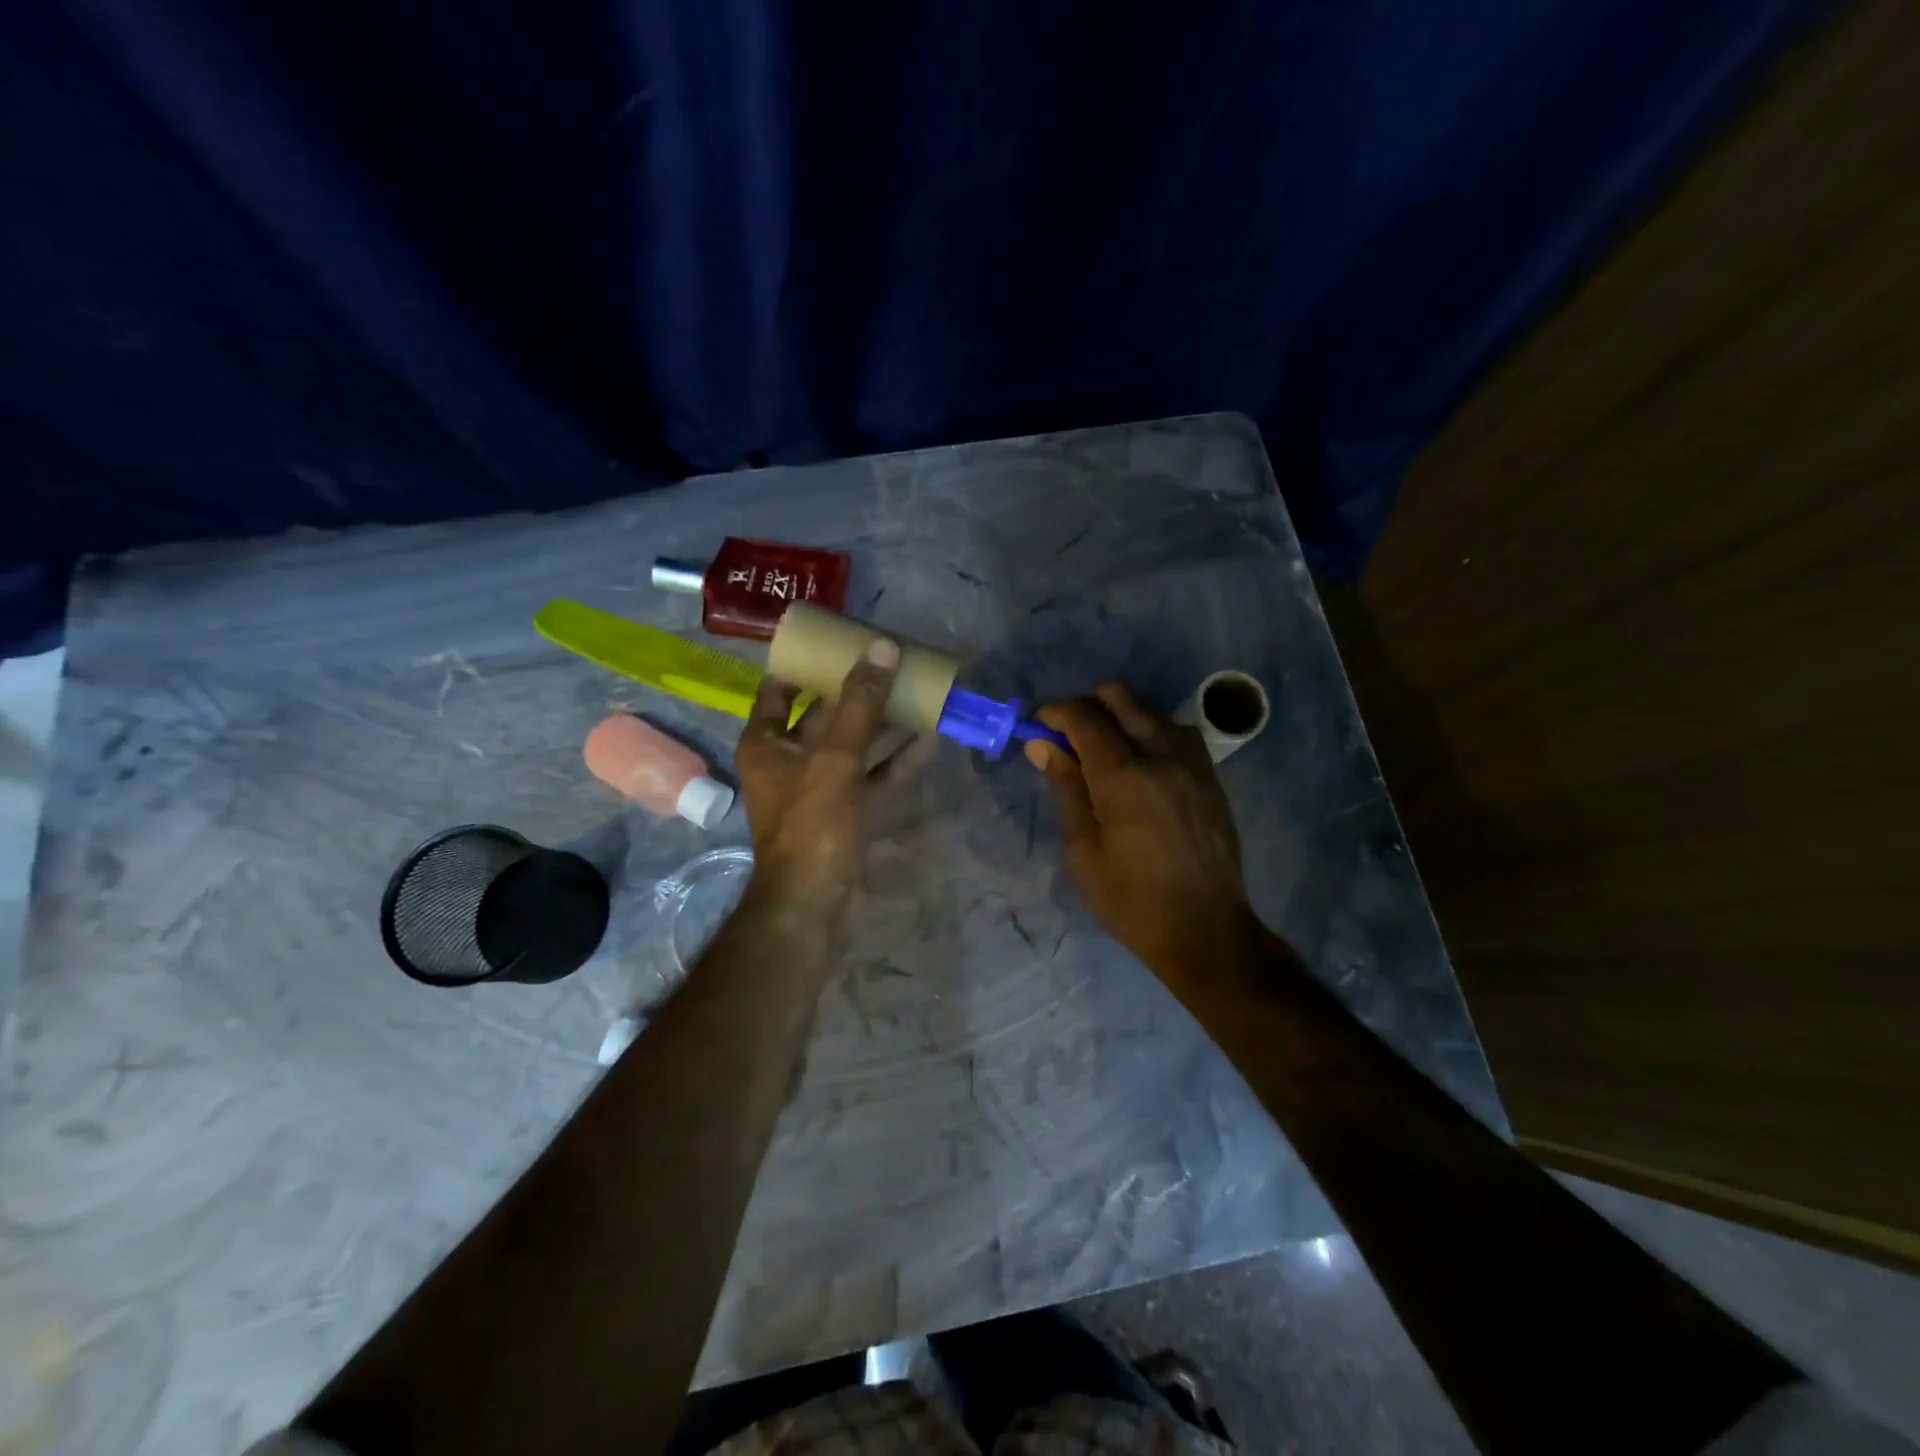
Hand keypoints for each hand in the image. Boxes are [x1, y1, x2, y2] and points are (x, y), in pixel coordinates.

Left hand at [735, 637, 906, 926]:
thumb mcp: (835, 758)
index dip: (804, 664)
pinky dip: (898, 761)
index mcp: (767, 743)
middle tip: (889, 660)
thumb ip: (861, 705)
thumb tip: (883, 648)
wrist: (814, 905)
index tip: (836, 641)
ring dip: (884, 724)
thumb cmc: (812, 824)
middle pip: (823, 715)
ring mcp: (821, 791)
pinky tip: (930, 738)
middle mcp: (790, 762)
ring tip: (917, 692)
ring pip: (855, 747)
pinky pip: (874, 778)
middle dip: (856, 691)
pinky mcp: (848, 815)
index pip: (778, 690)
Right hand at [1026, 683, 1258, 975]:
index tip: (1038, 724)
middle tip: (1069, 736)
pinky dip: (1151, 733)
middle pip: (1121, 697)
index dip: (1055, 712)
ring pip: (1151, 711)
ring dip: (1122, 717)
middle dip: (1088, 704)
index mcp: (1123, 776)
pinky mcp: (1211, 777)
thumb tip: (1042, 745)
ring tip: (1105, 753)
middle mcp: (1161, 755)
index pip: (1084, 717)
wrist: (1206, 930)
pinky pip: (1177, 733)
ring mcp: (1192, 763)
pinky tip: (1142, 767)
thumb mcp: (1082, 851)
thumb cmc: (1130, 900)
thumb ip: (1065, 789)